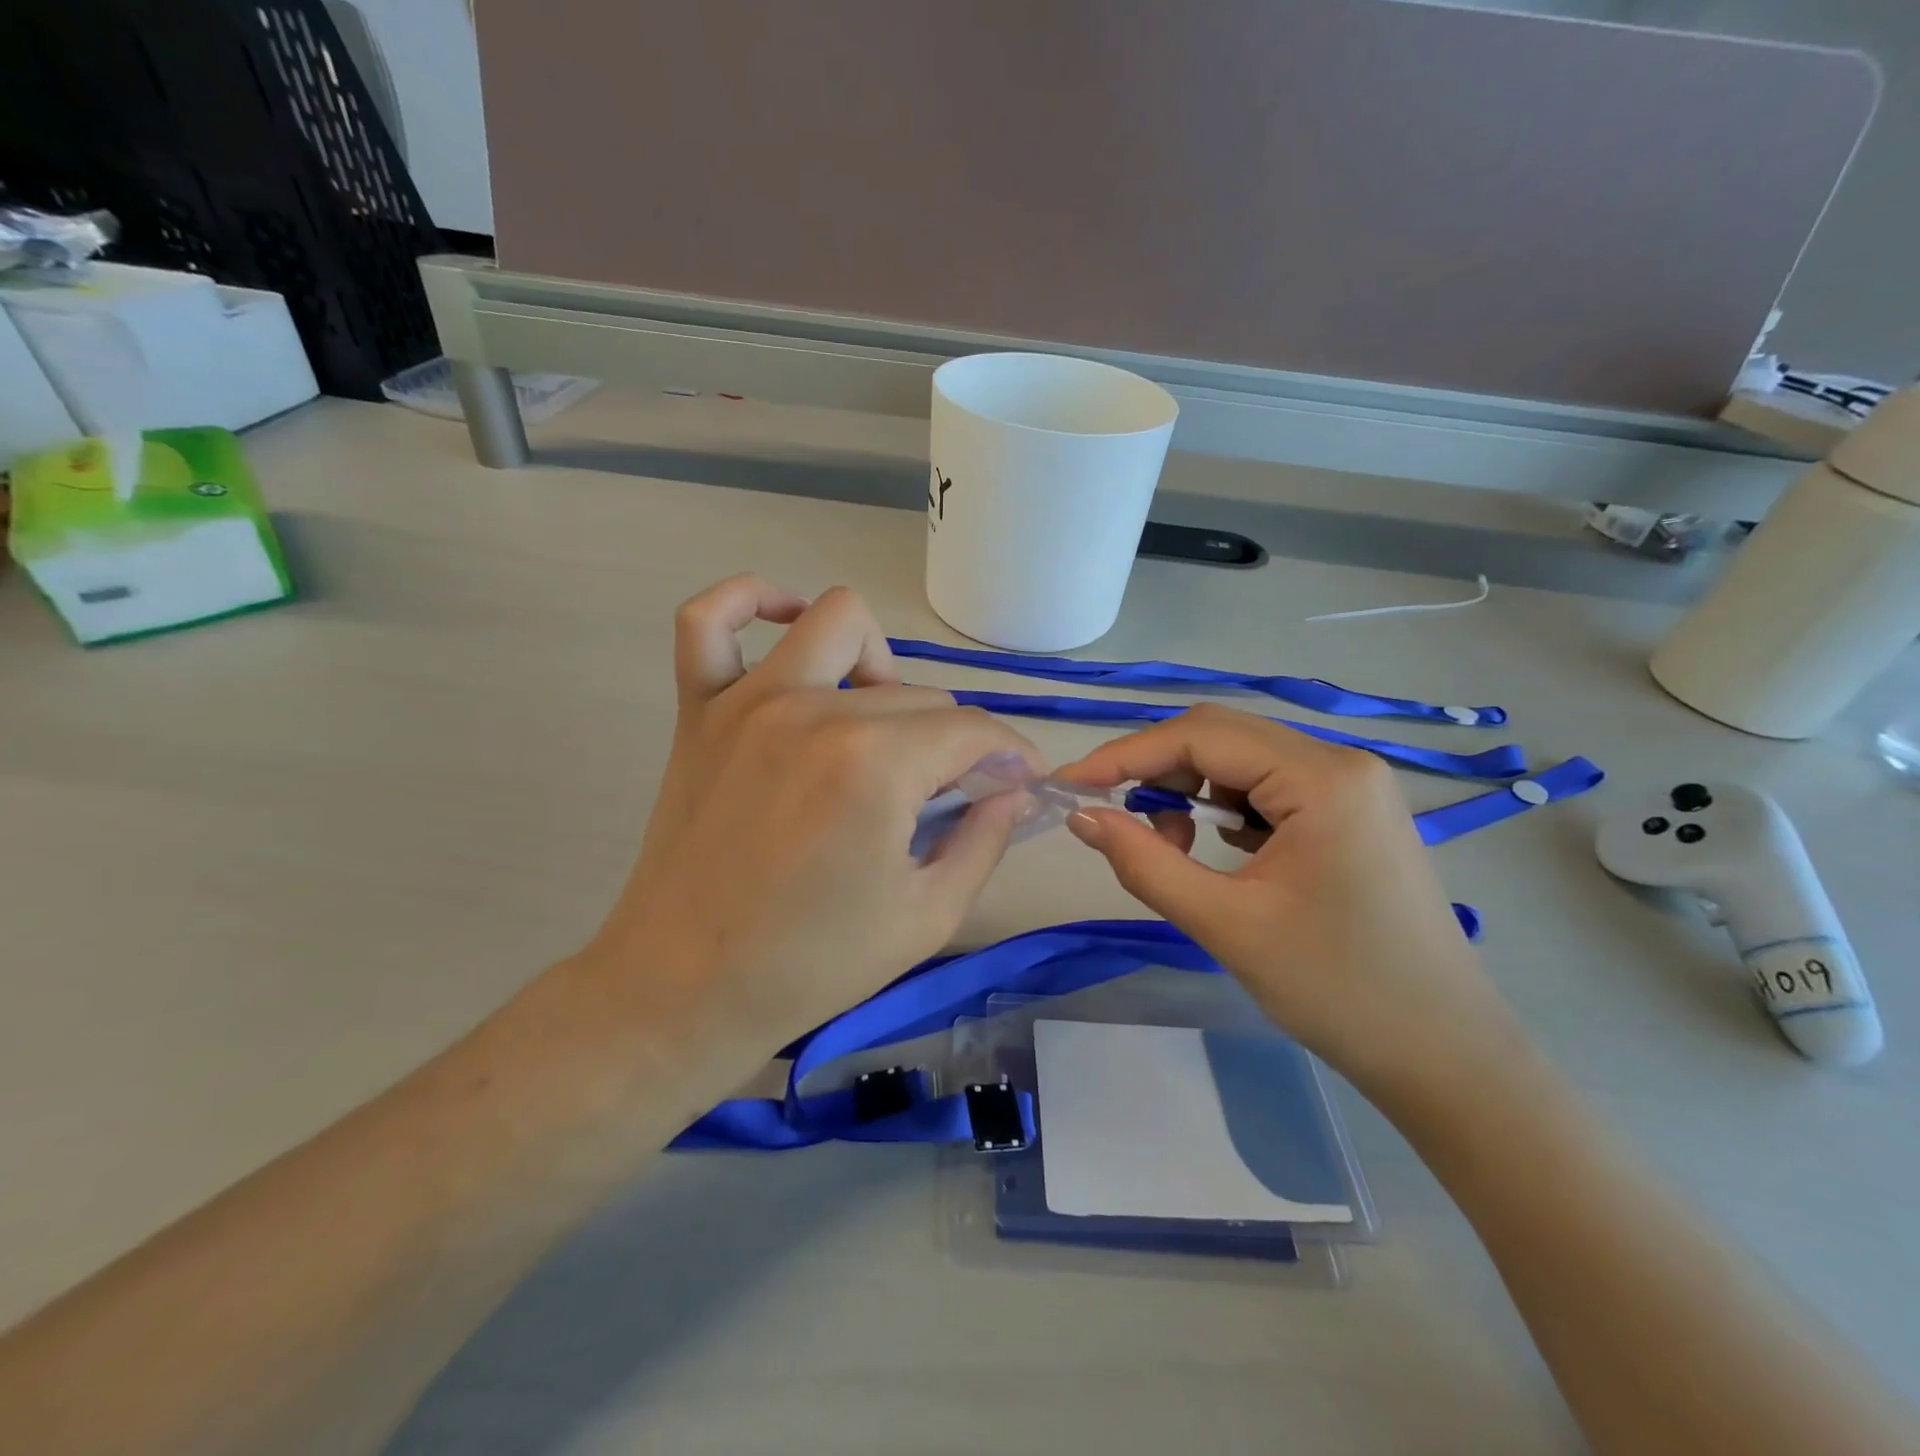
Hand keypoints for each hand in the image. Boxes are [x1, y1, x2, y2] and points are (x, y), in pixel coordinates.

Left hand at [584, 576, 1041, 1066]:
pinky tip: (784, 623)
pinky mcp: (699, 711)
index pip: (973, 730)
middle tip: (948, 792)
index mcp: (875, 764)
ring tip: (879, 723)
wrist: (685, 989)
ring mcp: (748, 701)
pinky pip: (709, 620)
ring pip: (839, 622)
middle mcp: (814, 710)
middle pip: (918, 693)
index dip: (1011, 757)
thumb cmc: (813, 964)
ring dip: (879, 664)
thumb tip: (1015, 788)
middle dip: (954, 740)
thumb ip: (987, 838)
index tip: (1021, 784)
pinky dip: (750, 602)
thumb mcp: (930, 915)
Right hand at [1058, 705, 1517, 1093]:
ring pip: (1242, 761)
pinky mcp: (1350, 813)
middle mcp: (1341, 763)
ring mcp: (1351, 786)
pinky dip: (1224, 809)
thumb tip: (1081, 816)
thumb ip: (1144, 862)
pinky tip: (1214, 848)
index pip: (1201, 737)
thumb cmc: (1337, 990)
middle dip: (1156, 769)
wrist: (1443, 1054)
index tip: (1070, 784)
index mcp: (1322, 778)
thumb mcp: (1225, 924)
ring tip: (1169, 846)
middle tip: (1107, 812)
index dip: (1126, 755)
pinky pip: (1268, 788)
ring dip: (1190, 790)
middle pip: (1222, 738)